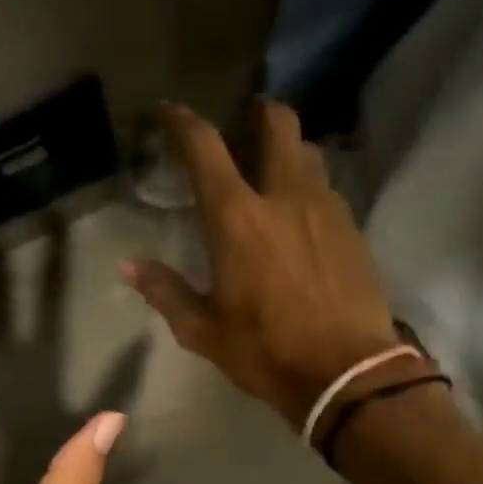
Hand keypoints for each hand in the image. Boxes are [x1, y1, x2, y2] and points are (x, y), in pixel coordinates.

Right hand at [123, 100, 402, 425]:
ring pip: (308, 152)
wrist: (347, 372)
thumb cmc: (266, 351)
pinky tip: (301, 215)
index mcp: (237, 218)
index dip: (182, 121)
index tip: (169, 111)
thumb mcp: (204, 331)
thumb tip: (129, 267)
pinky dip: (309, 186)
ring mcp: (326, 208)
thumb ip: (166, 291)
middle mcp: (284, 196)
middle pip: (277, 123)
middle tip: (242, 121)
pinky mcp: (353, 228)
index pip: (205, 148)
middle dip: (257, 112)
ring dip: (288, 150)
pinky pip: (328, 189)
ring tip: (273, 170)